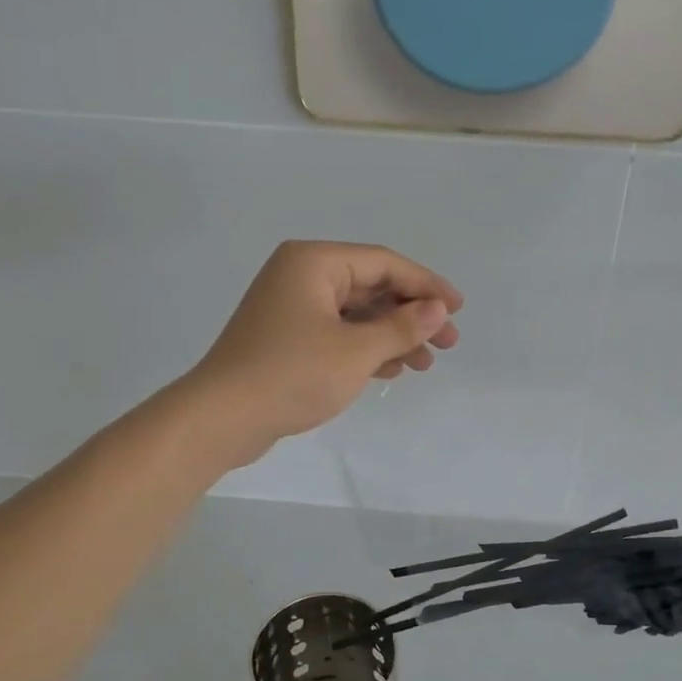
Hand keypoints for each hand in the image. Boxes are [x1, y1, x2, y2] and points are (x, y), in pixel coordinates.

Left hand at [183, 241, 462, 467]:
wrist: (223, 418)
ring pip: (356, 314)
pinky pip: (337, 333)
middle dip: (411, 316)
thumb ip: (402, 327)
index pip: (384, 263)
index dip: (426, 286)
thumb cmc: (293, 375)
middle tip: (448, 344)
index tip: (458, 309)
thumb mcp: (357, 351)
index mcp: (314, 262)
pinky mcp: (286, 338)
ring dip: (392, 336)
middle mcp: (301, 275)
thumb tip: (438, 309)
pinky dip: (365, 349)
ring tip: (425, 363)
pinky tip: (390, 370)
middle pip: (371, 288)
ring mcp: (291, 308)